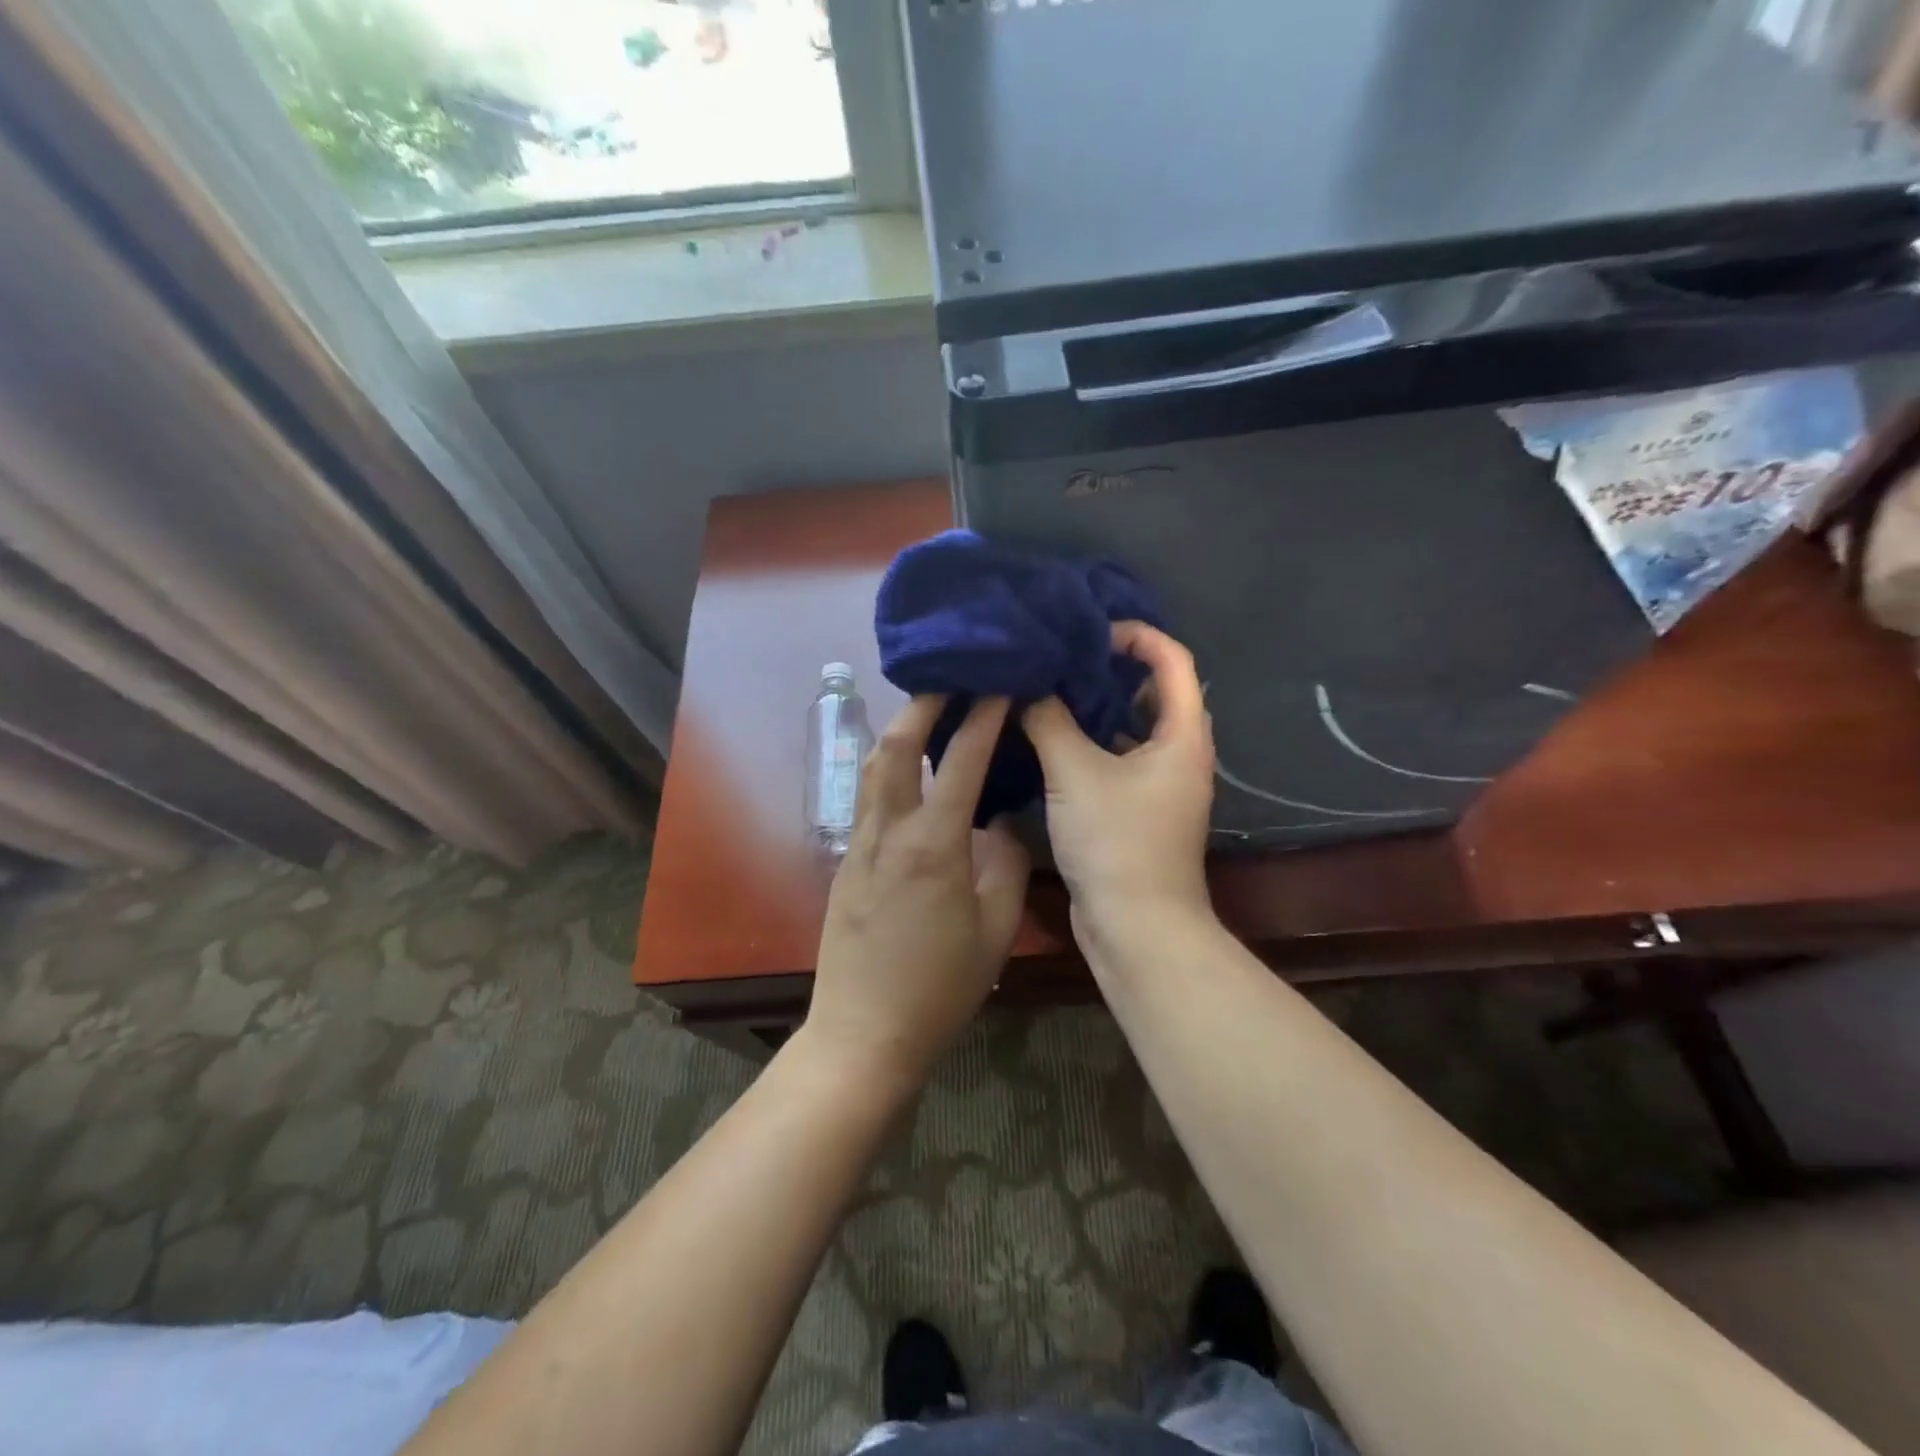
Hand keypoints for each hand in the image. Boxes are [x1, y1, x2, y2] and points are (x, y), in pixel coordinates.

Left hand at [806, 695, 1031, 1088]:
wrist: (863, 1033)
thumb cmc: (939, 987)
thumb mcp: (994, 930)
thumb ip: (1005, 865)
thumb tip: (1004, 822)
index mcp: (933, 845)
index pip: (960, 761)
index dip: (981, 718)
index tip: (997, 686)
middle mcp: (888, 831)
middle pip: (896, 746)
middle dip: (923, 705)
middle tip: (949, 680)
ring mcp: (859, 844)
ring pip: (873, 768)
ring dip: (898, 731)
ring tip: (926, 713)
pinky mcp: (845, 862)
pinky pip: (867, 798)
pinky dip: (887, 768)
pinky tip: (907, 773)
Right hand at [1022, 622, 1215, 934]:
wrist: (1135, 927)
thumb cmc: (1116, 842)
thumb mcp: (1075, 772)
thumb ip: (1049, 720)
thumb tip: (1026, 684)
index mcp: (1182, 736)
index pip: (1173, 661)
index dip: (1137, 636)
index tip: (1090, 631)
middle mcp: (1180, 754)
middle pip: (1154, 691)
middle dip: (1111, 669)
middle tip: (1063, 657)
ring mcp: (1161, 785)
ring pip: (1132, 728)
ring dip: (1097, 707)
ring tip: (1050, 689)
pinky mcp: (1139, 809)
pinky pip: (1118, 759)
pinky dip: (1090, 743)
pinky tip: (1049, 739)